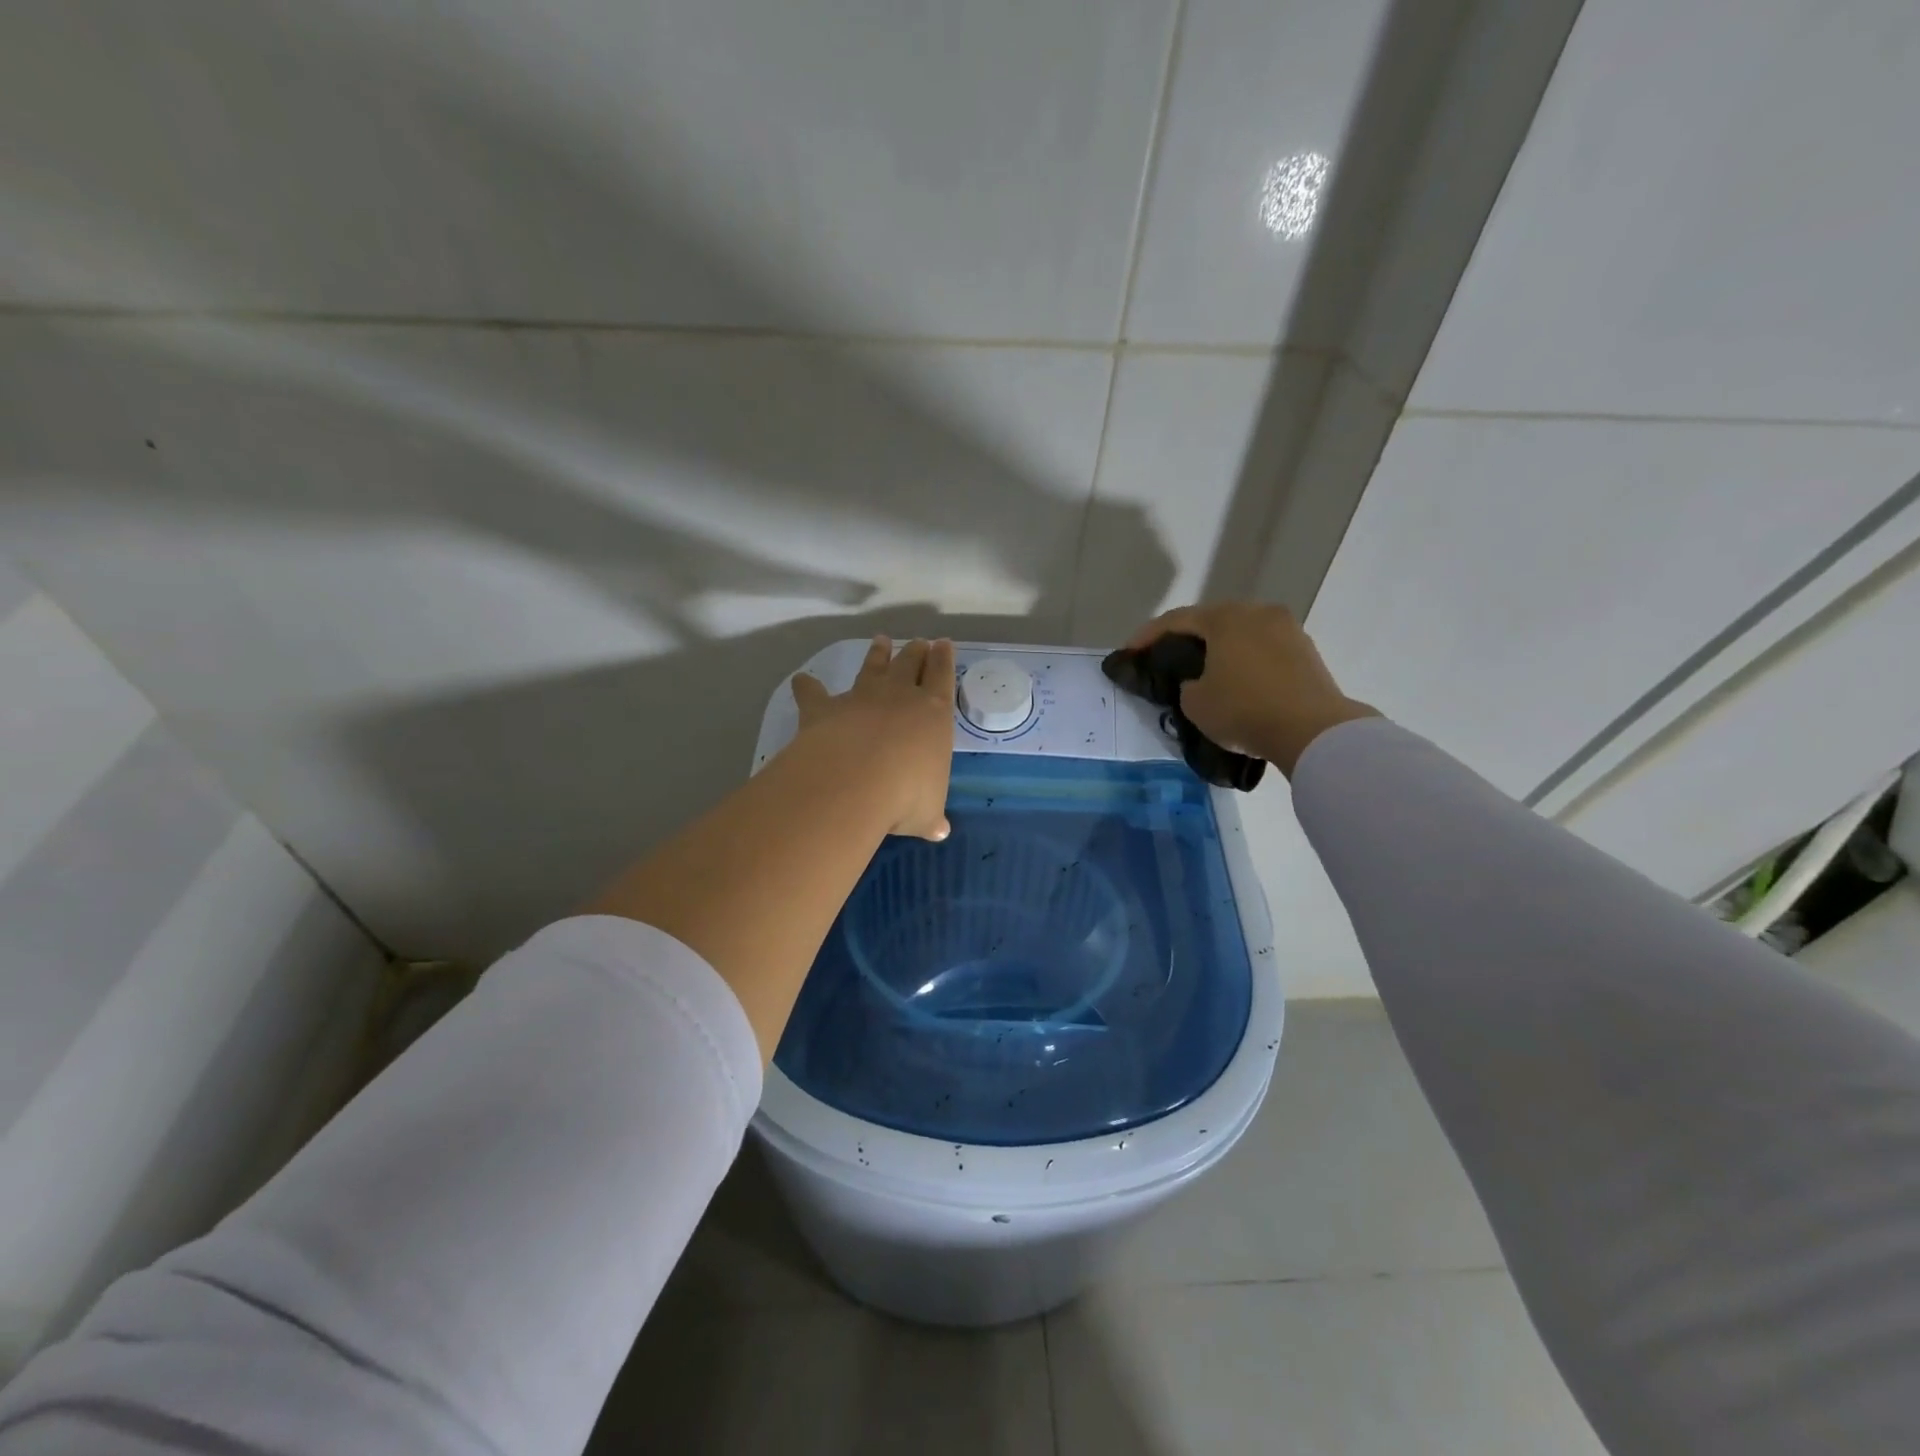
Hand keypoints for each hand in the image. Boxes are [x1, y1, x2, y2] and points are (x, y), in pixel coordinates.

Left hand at [790, 636, 955, 840]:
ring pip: (872, 667)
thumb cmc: (906, 795)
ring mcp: (861, 697)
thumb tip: (939, 831)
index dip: (944, 660)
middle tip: (920, 642)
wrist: (855, 781)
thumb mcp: (926, 812)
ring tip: (880, 641)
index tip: (944, 644)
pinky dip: (807, 686)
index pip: (942, 677)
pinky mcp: (825, 708)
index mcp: (934, 714)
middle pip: (910, 663)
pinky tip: (801, 680)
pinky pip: (814, 692)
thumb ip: (931, 817)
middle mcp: (900, 696)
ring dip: (877, 654)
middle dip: (916, 652)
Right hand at [1126, 603, 1377, 776]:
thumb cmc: (1244, 709)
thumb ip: (1187, 685)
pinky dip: (1245, 662)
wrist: (1313, 730)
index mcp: (1225, 618)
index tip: (1130, 652)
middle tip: (1167, 659)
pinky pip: (1263, 650)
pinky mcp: (1306, 652)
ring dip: (1219, 650)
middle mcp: (1257, 613)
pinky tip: (1237, 682)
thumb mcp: (1195, 703)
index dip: (1147, 636)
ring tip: (1204, 672)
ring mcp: (1287, 630)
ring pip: (1241, 634)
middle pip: (1212, 621)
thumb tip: (1198, 682)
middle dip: (1186, 639)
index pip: (1176, 620)